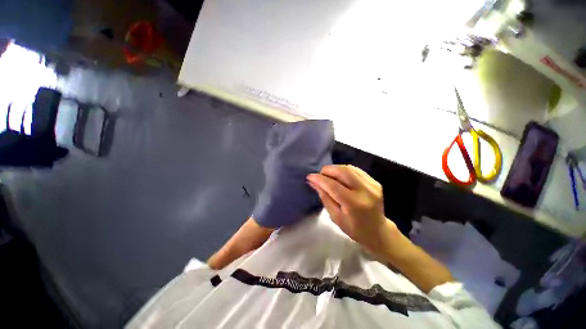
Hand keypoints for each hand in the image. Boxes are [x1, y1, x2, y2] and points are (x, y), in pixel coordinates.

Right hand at [307, 165, 397, 253]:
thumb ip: (324, 197)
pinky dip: (345, 170)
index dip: (320, 179)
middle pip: (343, 172)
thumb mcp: (335, 217)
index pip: (333, 186)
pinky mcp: (375, 182)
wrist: (378, 231)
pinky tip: (339, 175)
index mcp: (354, 204)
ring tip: (328, 174)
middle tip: (320, 174)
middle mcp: (365, 191)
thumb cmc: (354, 229)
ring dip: (335, 168)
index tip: (310, 176)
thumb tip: (313, 182)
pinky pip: (356, 170)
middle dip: (328, 170)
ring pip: (350, 168)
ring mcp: (372, 185)